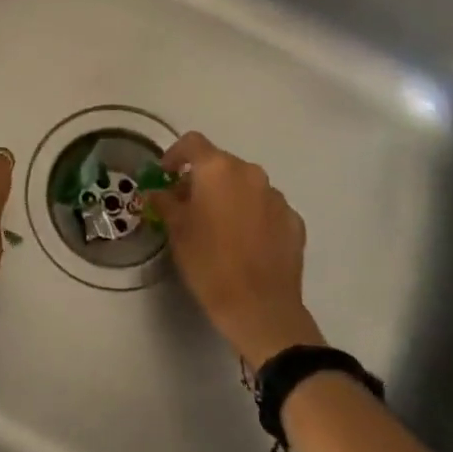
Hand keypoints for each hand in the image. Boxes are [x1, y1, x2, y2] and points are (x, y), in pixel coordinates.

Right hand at [146, 131, 323, 365]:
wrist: (259, 307)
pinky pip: (266, 207)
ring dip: (230, 196)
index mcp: (217, 169)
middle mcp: (250, 173)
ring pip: (246, 185)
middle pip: (221, 163)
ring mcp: (276, 196)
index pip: (192, 143)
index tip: (166, 174)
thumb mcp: (177, 230)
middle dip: (203, 179)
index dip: (175, 154)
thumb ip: (165, 202)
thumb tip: (159, 192)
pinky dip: (253, 215)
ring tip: (219, 225)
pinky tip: (245, 241)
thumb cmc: (209, 263)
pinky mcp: (293, 220)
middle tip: (188, 204)